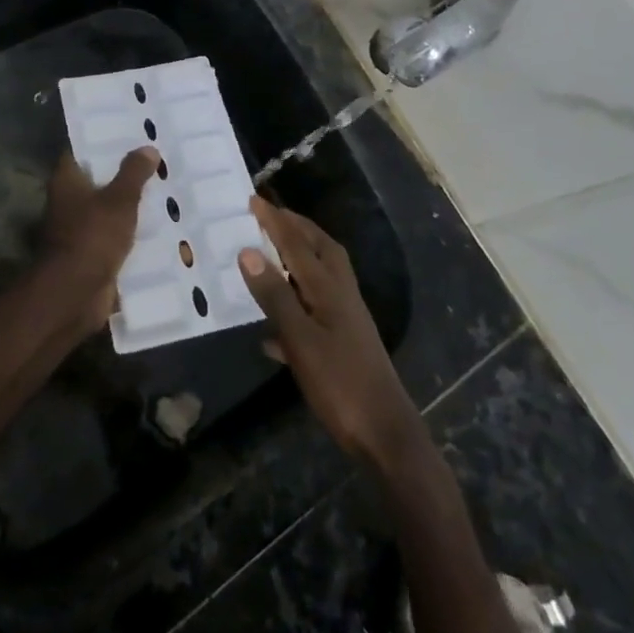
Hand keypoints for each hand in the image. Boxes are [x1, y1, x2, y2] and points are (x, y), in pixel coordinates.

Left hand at [38, 148, 160, 331]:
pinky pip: (116, 236)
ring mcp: (80, 230)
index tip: (131, 132)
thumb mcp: (119, 200)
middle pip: (99, 180)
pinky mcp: (93, 254)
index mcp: (67, 181)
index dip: (104, 140)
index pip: (81, 151)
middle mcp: (69, 202)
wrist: (75, 295)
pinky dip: (133, 232)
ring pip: (110, 209)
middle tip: (158, 159)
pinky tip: (161, 225)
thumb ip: (134, 173)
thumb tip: (147, 148)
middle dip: (126, 173)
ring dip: (132, 205)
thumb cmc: (92, 237)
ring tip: (166, 189)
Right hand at [239, 198, 421, 466]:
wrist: (385, 433)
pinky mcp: (345, 339)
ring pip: (321, 273)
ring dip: (299, 256)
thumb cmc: (340, 383)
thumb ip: (274, 296)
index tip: (252, 199)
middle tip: (268, 216)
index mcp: (329, 288)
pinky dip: (297, 297)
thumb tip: (248, 251)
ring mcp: (346, 316)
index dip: (274, 220)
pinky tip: (274, 323)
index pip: (297, 242)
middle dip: (295, 228)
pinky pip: (316, 304)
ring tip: (272, 253)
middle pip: (319, 248)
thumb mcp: (300, 340)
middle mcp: (341, 293)